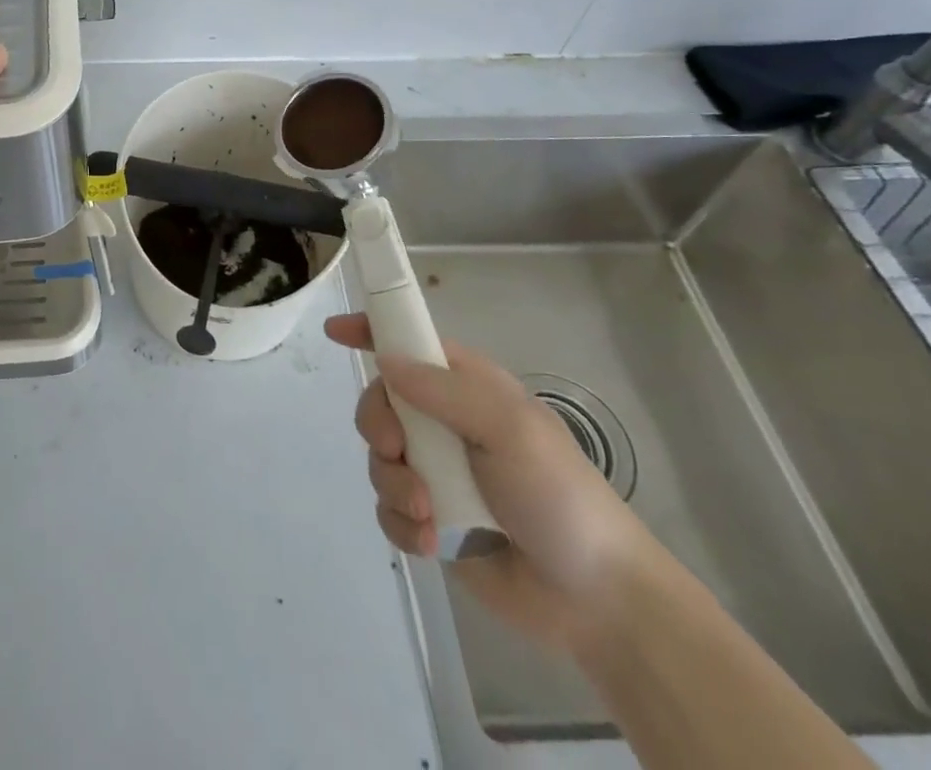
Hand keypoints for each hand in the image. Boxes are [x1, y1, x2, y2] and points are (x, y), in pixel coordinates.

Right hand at [324, 314, 664, 652]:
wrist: (596, 598)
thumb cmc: (559, 494)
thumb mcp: (510, 428)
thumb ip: (445, 391)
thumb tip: (385, 362)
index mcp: (466, 387)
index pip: (409, 344)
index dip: (370, 332)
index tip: (334, 331)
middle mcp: (443, 423)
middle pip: (380, 403)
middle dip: (377, 426)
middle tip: (397, 451)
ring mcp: (435, 472)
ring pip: (378, 458)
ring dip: (395, 484)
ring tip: (430, 513)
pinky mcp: (429, 520)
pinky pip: (387, 508)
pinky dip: (401, 524)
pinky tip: (431, 542)